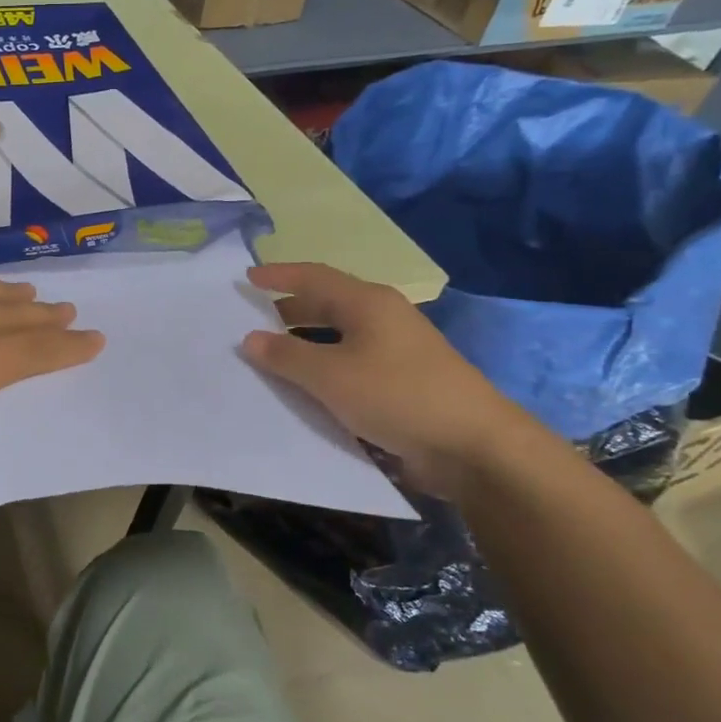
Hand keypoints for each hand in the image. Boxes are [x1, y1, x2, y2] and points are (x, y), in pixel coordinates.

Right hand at [241, 263, 535, 495]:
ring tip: (271, 353)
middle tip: (251, 318)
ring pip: (339, 335)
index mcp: (367, 303)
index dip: (278, 275)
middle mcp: (383, 318)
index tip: (247, 277)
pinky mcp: (403, 380)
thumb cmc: (396, 396)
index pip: (313, 277)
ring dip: (304, 340)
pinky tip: (307, 385)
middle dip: (288, 308)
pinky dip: (324, 366)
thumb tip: (250, 338)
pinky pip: (351, 362)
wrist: (474, 446)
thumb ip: (286, 356)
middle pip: (327, 303)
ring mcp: (396, 349)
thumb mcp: (330, 375)